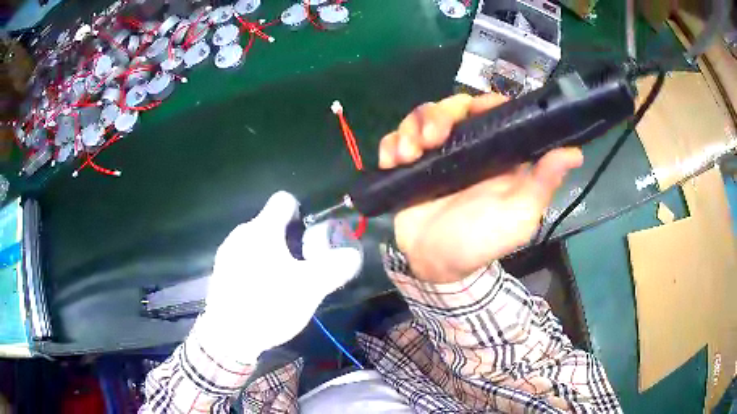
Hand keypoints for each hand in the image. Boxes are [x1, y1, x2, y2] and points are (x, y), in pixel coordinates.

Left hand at [195, 191, 362, 362]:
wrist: (228, 336)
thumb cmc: (270, 305)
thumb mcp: (310, 288)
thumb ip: (335, 267)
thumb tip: (351, 253)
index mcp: (263, 229)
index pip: (284, 200)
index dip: (301, 212)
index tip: (308, 237)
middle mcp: (241, 233)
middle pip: (270, 223)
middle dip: (288, 239)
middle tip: (299, 268)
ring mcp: (227, 252)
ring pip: (256, 242)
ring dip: (271, 254)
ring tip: (280, 283)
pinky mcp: (219, 270)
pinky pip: (242, 258)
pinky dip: (255, 267)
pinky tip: (260, 292)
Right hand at [379, 94, 583, 283]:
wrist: (435, 264)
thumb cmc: (481, 241)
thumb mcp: (519, 216)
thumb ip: (543, 183)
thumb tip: (575, 153)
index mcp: (495, 153)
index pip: (491, 111)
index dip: (483, 103)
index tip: (471, 109)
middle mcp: (466, 147)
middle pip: (451, 108)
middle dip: (437, 116)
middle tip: (430, 140)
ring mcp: (436, 155)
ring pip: (421, 118)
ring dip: (410, 129)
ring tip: (407, 155)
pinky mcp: (410, 165)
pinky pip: (395, 139)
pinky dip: (390, 144)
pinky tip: (392, 161)